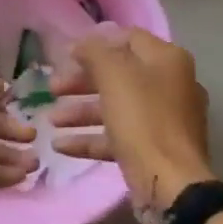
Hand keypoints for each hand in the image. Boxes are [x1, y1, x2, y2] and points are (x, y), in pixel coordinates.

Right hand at [51, 27, 213, 213]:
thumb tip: (81, 44)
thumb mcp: (114, 76)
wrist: (171, 184)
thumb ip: (94, 52)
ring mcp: (164, 121)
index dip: (96, 43)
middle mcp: (170, 85)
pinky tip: (61, 146)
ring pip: (116, 107)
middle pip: (119, 75)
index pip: (128, 38)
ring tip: (51, 121)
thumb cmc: (143, 120)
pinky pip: (118, 137)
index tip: (66, 55)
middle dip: (81, 81)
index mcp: (167, 60)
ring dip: (81, 112)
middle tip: (52, 88)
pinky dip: (90, 138)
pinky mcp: (154, 150)